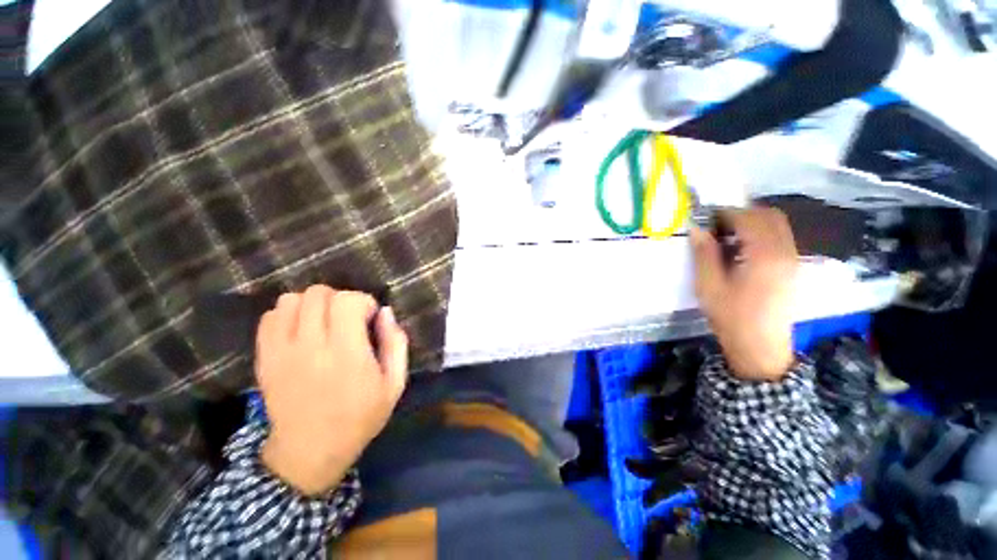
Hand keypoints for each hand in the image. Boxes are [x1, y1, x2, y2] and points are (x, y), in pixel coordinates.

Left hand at [256, 286, 408, 494]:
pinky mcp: (264, 358)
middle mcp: (311, 347)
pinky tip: (302, 330)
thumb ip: (396, 343)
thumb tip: (385, 312)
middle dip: (339, 298)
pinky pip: (270, 317)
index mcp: (347, 354)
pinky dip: (288, 314)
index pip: (348, 301)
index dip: (363, 301)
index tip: (369, 318)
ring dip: (313, 304)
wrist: (309, 451)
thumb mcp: (394, 383)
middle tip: (348, 319)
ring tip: (324, 322)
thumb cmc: (360, 416)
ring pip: (292, 300)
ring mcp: (282, 352)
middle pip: (319, 294)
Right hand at [690, 208, 796, 380]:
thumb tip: (697, 228)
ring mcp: (792, 259)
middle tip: (716, 225)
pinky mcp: (792, 267)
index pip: (748, 219)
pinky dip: (761, 233)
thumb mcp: (709, 286)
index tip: (704, 218)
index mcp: (764, 256)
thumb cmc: (731, 317)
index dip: (725, 213)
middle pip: (769, 216)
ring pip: (777, 225)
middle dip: (741, 213)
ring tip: (726, 236)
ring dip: (752, 222)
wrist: (760, 347)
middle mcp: (785, 252)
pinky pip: (780, 237)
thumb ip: (704, 254)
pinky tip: (741, 249)